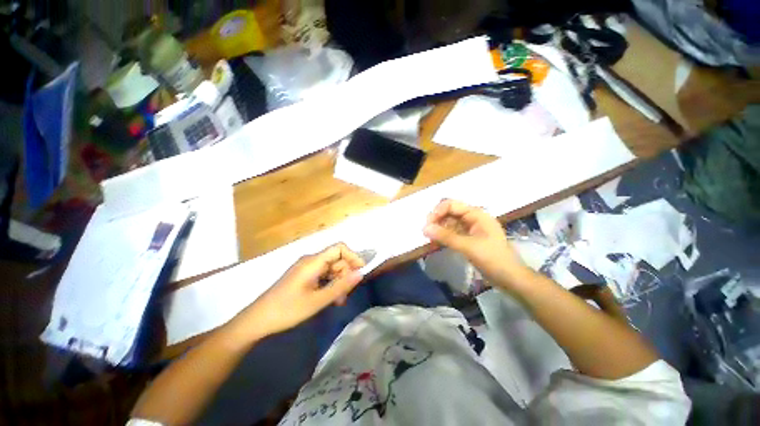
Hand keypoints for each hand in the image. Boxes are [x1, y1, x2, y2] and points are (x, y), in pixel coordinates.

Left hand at [230, 243, 364, 340]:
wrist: (257, 320)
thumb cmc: (287, 309)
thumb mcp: (317, 301)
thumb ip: (340, 286)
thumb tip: (361, 274)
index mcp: (313, 261)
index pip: (339, 248)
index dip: (353, 256)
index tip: (360, 272)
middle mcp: (311, 260)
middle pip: (336, 259)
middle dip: (345, 275)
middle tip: (345, 296)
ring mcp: (306, 268)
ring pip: (331, 268)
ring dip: (338, 282)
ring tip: (338, 301)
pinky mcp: (303, 276)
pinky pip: (323, 275)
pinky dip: (329, 284)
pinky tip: (329, 298)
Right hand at [423, 199, 527, 288]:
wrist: (510, 278)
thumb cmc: (492, 259)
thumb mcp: (468, 246)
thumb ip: (446, 236)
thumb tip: (424, 228)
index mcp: (476, 214)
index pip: (451, 205)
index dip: (438, 212)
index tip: (427, 224)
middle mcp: (472, 218)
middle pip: (449, 212)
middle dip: (436, 219)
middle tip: (426, 232)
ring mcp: (470, 229)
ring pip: (449, 223)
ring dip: (439, 228)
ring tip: (429, 238)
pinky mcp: (468, 239)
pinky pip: (452, 233)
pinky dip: (443, 236)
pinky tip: (436, 242)